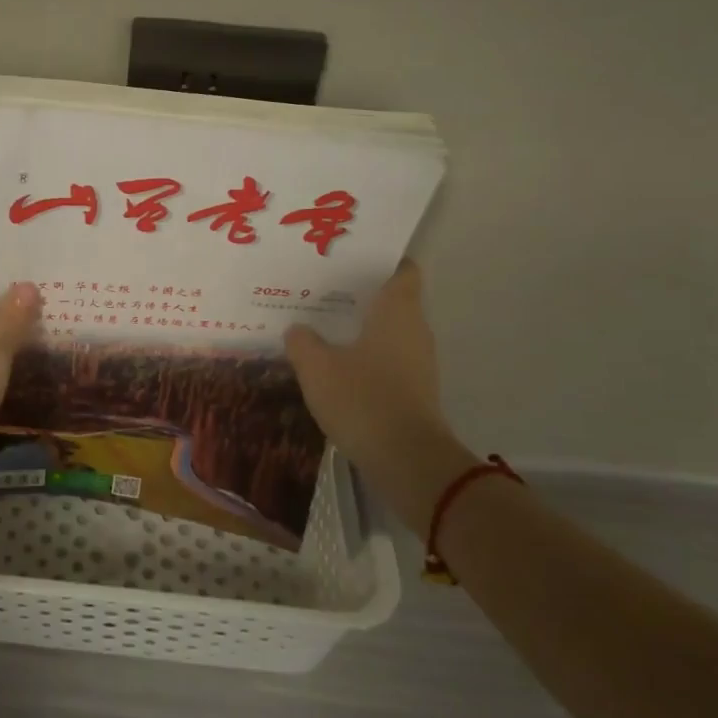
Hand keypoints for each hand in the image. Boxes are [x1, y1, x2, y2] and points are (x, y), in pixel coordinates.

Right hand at [284, 259, 471, 531]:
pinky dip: (365, 355)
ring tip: (320, 324)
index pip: (402, 269)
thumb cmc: (363, 398)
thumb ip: (302, 342)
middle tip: (320, 288)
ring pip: (388, 330)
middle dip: (359, 293)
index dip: (379, 259)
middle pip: (392, 299)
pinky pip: (387, 358)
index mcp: (397, 310)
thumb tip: (298, 329)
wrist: (407, 460)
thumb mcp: (316, 367)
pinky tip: (335, 364)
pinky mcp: (415, 389)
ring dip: (360, 326)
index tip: (349, 257)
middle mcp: (414, 328)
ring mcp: (419, 361)